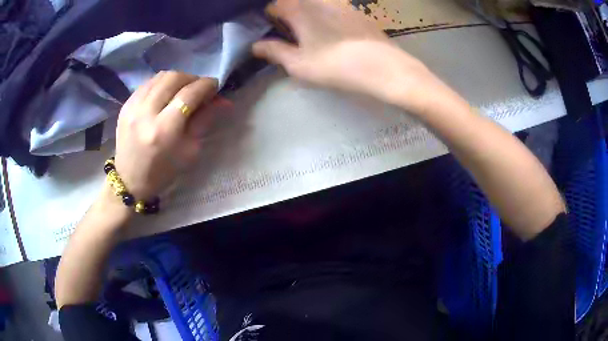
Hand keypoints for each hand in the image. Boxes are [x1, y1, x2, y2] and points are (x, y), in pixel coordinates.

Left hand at [114, 71, 217, 200]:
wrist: (130, 180)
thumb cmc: (163, 171)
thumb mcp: (189, 151)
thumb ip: (204, 120)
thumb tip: (223, 100)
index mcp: (164, 130)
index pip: (189, 94)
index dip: (206, 85)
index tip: (215, 86)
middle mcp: (146, 113)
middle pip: (174, 78)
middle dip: (192, 78)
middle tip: (198, 88)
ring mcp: (132, 107)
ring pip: (160, 77)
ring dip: (176, 78)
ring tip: (182, 89)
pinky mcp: (125, 105)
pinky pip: (147, 83)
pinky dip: (161, 84)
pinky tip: (165, 94)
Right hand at [252, 0, 439, 111]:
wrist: (384, 67)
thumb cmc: (336, 66)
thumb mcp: (299, 64)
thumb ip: (274, 52)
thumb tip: (255, 46)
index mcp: (299, 9)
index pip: (274, 6)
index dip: (269, 18)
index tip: (271, 32)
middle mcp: (318, 0)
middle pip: (294, 3)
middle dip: (287, 15)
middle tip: (290, 36)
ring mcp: (339, 3)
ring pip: (313, 4)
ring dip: (306, 15)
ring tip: (309, 36)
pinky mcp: (355, 11)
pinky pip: (331, 7)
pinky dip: (324, 16)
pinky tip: (331, 33)